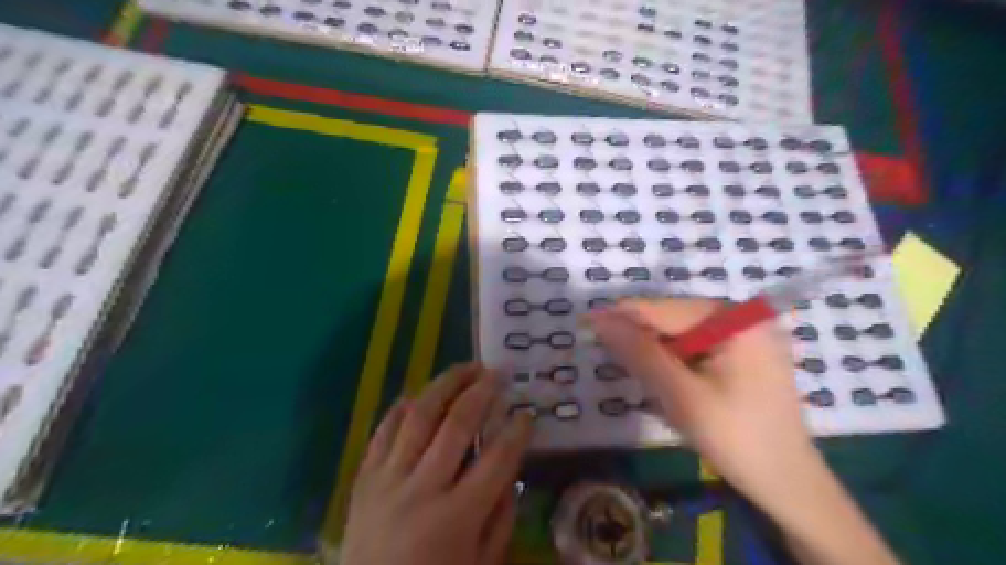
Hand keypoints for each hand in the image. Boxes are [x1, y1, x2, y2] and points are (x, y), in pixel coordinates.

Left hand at [343, 361, 533, 564]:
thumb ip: (501, 518)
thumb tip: (510, 469)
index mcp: (456, 518)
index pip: (497, 460)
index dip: (516, 431)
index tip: (527, 412)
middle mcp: (422, 490)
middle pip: (456, 424)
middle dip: (481, 392)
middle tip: (497, 372)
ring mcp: (387, 479)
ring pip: (419, 416)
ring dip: (445, 385)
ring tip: (465, 368)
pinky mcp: (363, 477)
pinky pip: (383, 431)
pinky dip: (402, 408)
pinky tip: (418, 393)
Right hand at [592, 297, 815, 501]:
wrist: (788, 483)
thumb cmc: (735, 439)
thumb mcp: (680, 395)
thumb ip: (639, 353)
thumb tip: (600, 320)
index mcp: (735, 320)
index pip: (664, 309)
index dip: (622, 316)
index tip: (586, 322)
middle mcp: (744, 317)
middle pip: (675, 318)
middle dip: (642, 336)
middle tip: (609, 355)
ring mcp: (749, 334)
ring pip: (684, 332)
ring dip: (657, 350)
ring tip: (636, 371)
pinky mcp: (747, 352)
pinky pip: (699, 345)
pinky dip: (677, 359)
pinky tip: (667, 379)